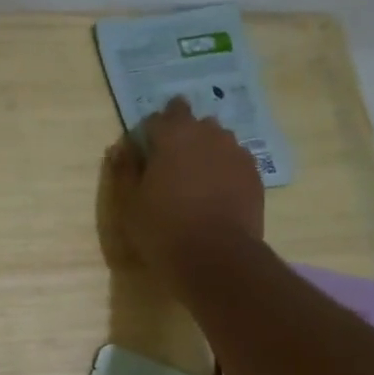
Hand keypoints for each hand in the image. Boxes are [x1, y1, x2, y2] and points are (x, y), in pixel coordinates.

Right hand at [105, 97, 264, 297]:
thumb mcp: (129, 204)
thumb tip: (120, 149)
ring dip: (204, 151)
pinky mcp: (254, 173)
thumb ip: (123, 171)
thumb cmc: (164, 229)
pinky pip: (234, 161)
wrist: (217, 257)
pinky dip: (224, 170)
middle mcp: (208, 133)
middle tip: (170, 166)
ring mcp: (236, 151)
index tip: (143, 155)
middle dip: (180, 136)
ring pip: (217, 139)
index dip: (148, 134)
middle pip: (191, 122)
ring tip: (195, 181)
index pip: (157, 117)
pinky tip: (216, 195)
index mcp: (173, 135)